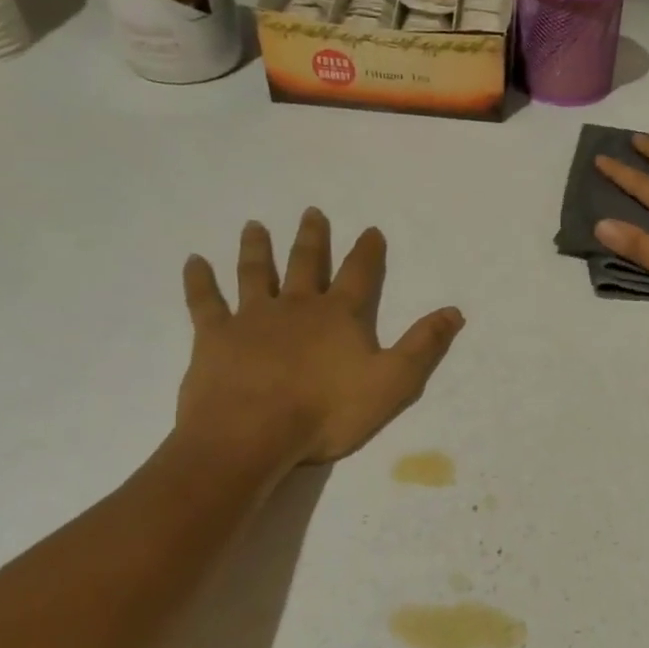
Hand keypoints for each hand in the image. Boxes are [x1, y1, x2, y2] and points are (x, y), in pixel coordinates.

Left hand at [176, 210, 463, 472]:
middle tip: (312, 212)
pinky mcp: (215, 337)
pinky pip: (205, 302)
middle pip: (305, 263)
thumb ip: (423, 345)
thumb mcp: (393, 382)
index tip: (371, 229)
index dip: (367, 251)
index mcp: (339, 315)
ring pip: (255, 273)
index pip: (360, 274)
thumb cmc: (327, 411)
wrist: (251, 435)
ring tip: (254, 225)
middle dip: (312, 238)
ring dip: (257, 248)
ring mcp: (252, 318)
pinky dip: (200, 281)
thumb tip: (454, 311)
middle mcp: (297, 306)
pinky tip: (194, 262)